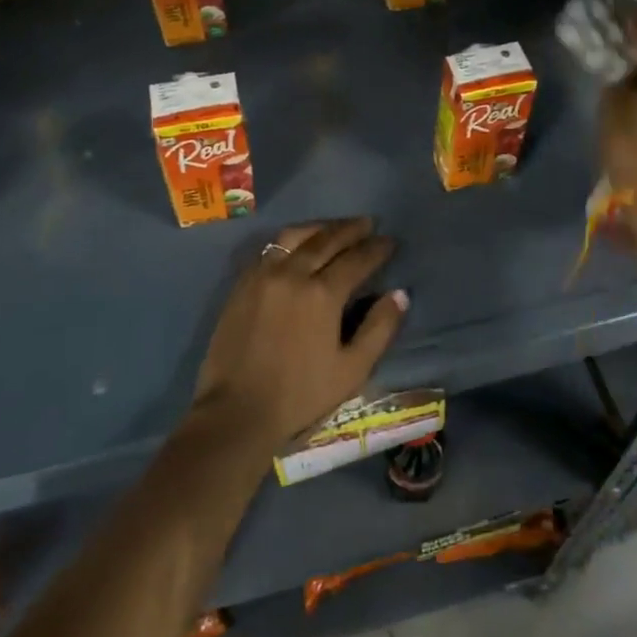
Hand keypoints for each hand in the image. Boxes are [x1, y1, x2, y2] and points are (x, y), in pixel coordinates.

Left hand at [190, 218, 407, 456]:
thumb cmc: (301, 394)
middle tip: (368, 224)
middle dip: (351, 229)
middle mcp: (292, 274)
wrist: (237, 411)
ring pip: (294, 236)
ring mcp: (263, 276)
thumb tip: (400, 294)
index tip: (390, 241)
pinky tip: (298, 246)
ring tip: (335, 228)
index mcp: (322, 294)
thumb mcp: (352, 369)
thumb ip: (379, 328)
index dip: (376, 248)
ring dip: (319, 228)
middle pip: (326, 239)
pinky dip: (290, 241)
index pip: (356, 259)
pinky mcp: (242, 285)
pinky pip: (269, 249)